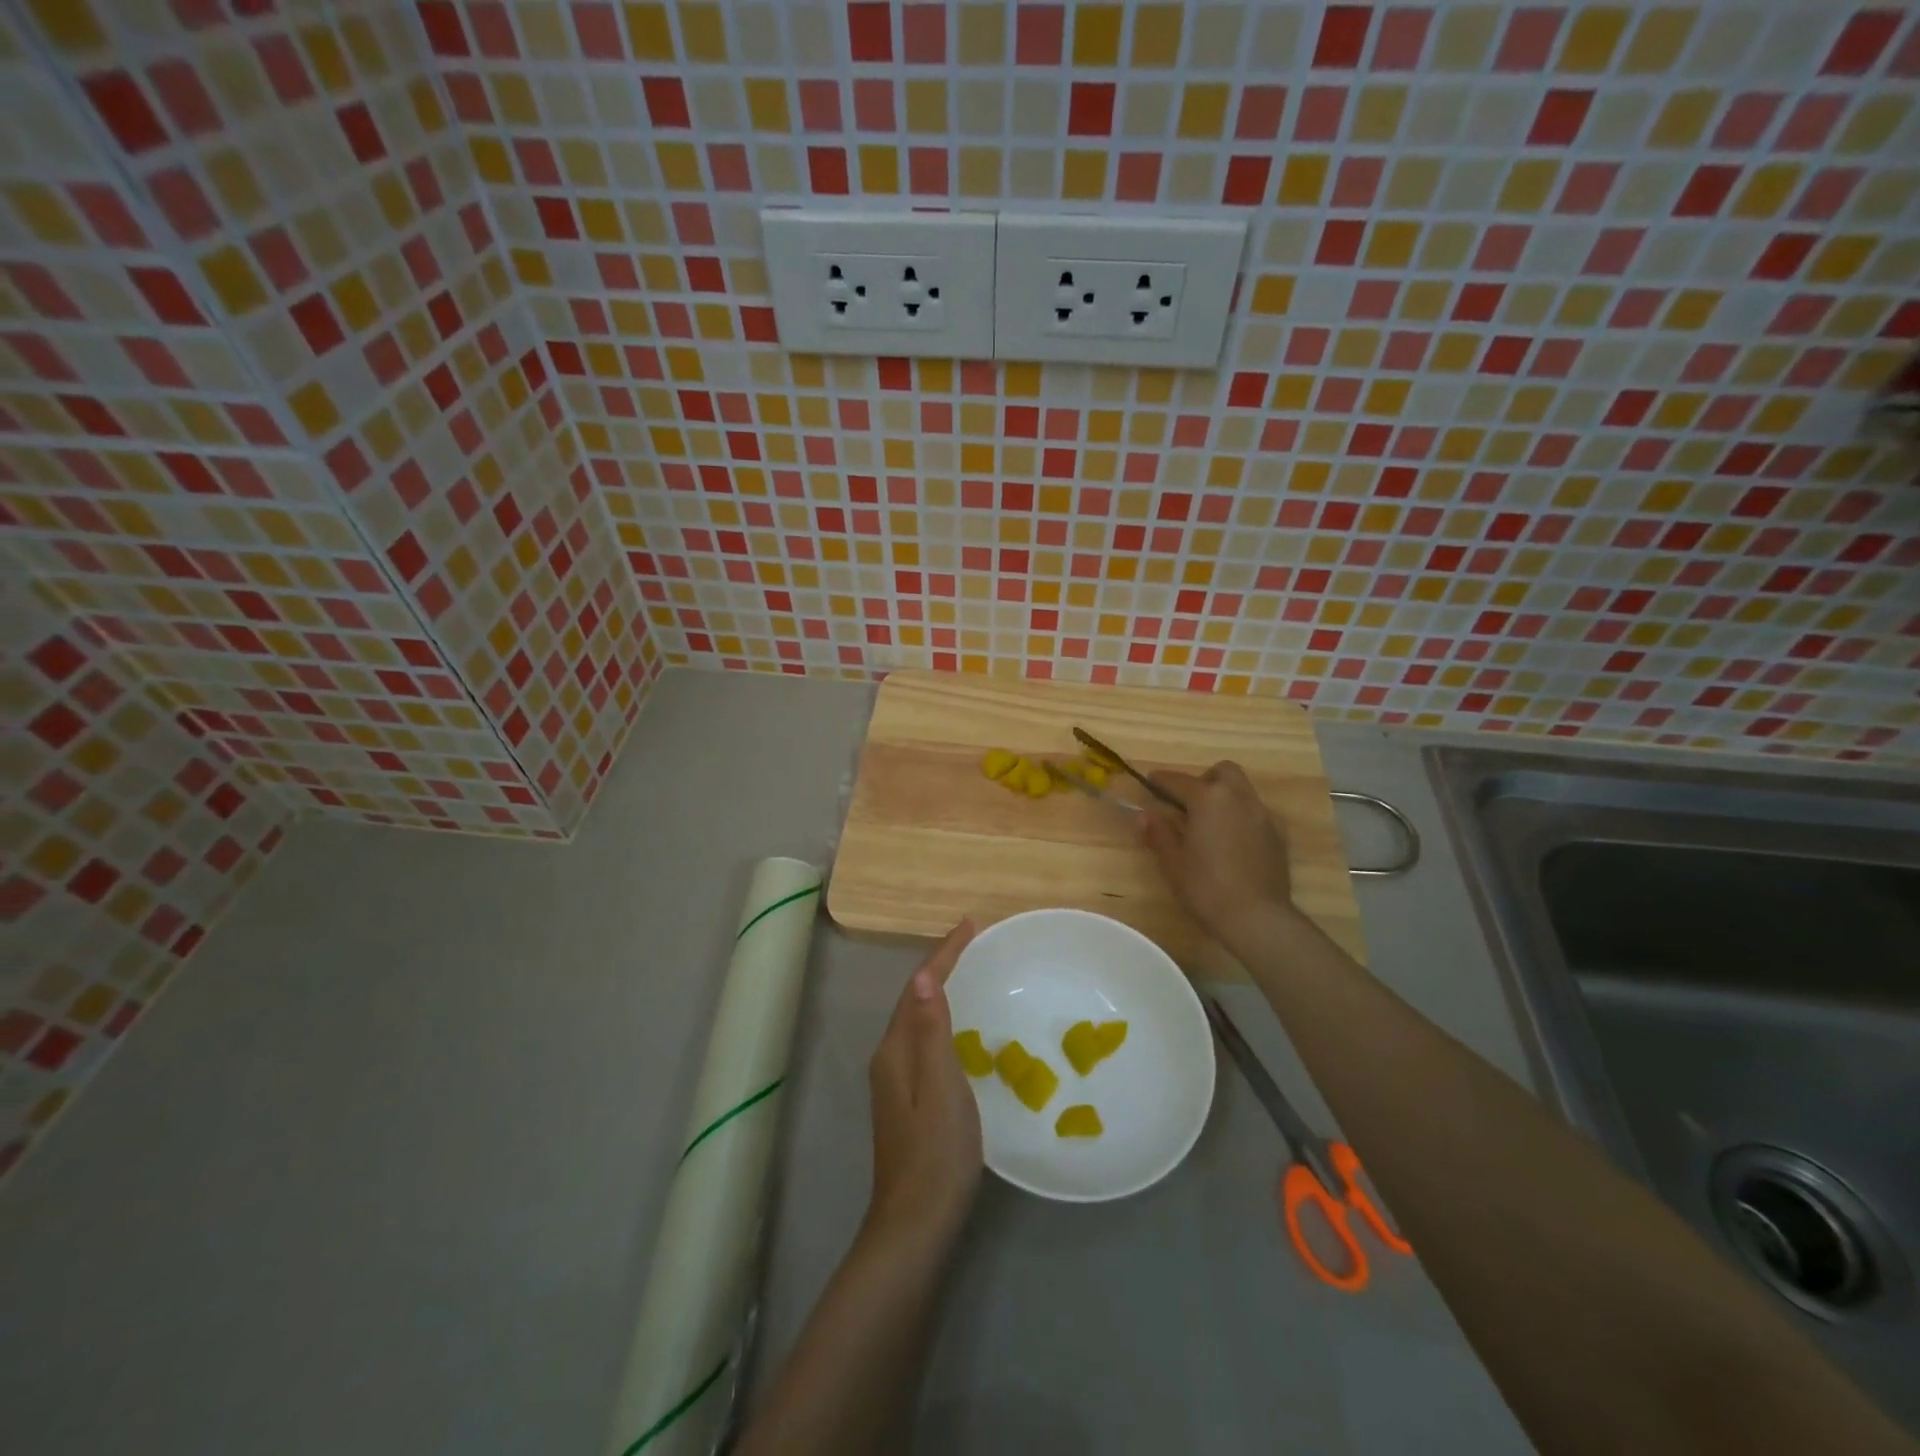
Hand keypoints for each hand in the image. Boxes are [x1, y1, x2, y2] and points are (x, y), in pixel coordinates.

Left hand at [865, 920, 981, 1243]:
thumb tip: (921, 976)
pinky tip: (961, 1029)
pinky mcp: (908, 1100)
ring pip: (917, 1021)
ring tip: (969, 972)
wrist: (916, 1223)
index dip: (943, 954)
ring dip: (939, 991)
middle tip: (972, 942)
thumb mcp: (941, 1086)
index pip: (917, 988)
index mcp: (895, 1050)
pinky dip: (942, 1020)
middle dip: (940, 966)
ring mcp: (896, 1082)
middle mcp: (889, 1058)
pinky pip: (924, 1041)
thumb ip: (931, 1031)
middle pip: (913, 999)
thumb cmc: (936, 1152)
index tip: (969, 924)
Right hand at [1140, 762, 1295, 941]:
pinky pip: (1256, 813)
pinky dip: (1240, 816)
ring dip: (1224, 796)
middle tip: (1188, 803)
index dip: (1161, 780)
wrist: (1258, 918)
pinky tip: (1231, 842)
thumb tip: (1145, 815)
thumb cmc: (1207, 888)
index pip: (1179, 780)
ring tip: (1209, 824)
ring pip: (1242, 790)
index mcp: (1209, 799)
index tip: (1150, 781)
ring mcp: (1263, 815)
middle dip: (1204, 779)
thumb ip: (1158, 834)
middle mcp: (1239, 798)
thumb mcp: (1173, 863)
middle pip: (1223, 771)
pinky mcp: (1278, 835)